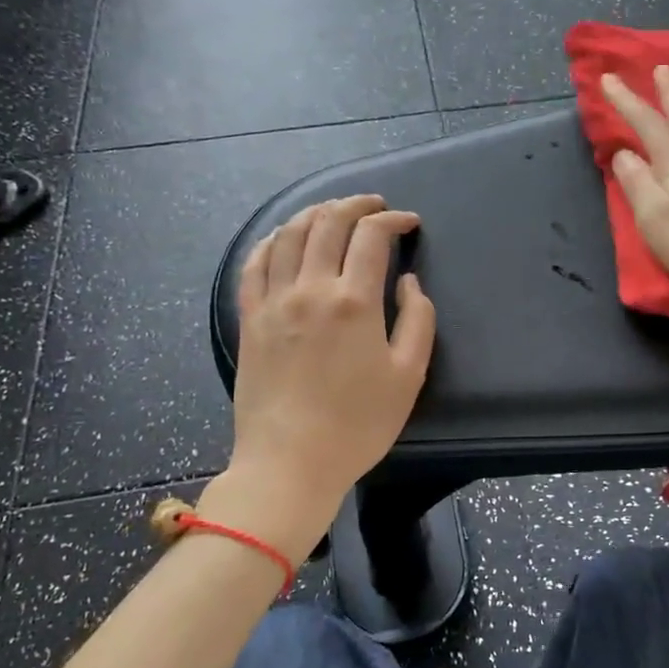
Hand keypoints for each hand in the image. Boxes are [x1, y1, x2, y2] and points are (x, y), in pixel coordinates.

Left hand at [223, 196, 434, 555]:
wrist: (289, 463)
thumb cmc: (358, 425)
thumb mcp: (408, 376)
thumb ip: (418, 321)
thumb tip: (409, 284)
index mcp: (354, 301)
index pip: (372, 237)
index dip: (393, 220)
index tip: (409, 223)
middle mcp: (311, 289)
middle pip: (329, 223)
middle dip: (356, 204)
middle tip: (375, 206)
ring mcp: (274, 302)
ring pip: (290, 234)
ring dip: (315, 212)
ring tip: (333, 211)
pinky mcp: (250, 319)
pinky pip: (254, 264)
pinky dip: (272, 240)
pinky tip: (284, 236)